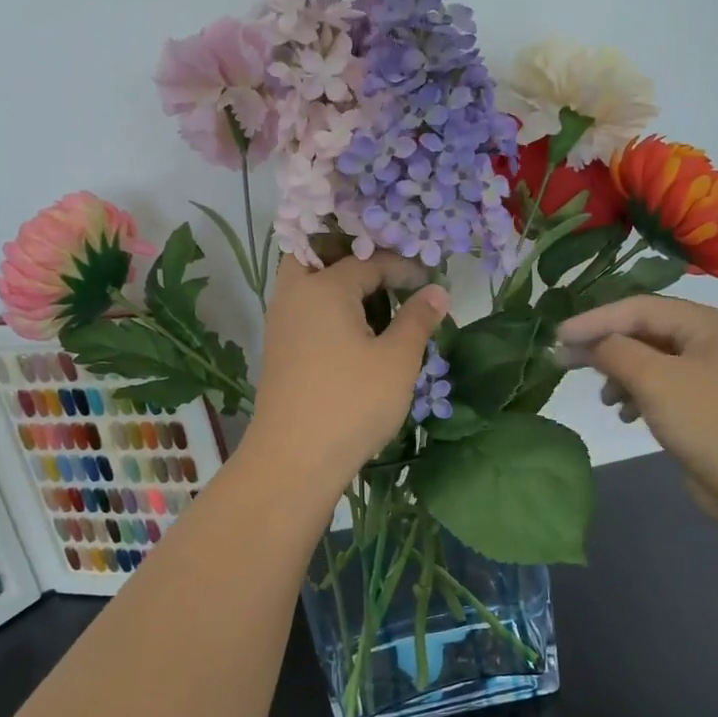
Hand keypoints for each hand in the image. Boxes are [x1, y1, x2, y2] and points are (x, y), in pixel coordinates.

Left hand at [247, 253, 450, 486]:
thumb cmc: (351, 403)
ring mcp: (281, 323)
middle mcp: (295, 295)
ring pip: (309, 283)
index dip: (404, 268)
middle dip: (355, 258)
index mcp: (323, 287)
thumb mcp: (397, 360)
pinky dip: (329, 307)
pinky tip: (357, 330)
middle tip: (388, 272)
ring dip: (340, 282)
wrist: (295, 460)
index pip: (369, 261)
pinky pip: (305, 309)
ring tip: (378, 299)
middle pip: (318, 256)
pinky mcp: (280, 350)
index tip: (431, 283)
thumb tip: (437, 291)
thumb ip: (418, 319)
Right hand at [557, 295, 717, 524]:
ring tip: (604, 398)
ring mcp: (707, 374)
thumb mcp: (655, 379)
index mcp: (705, 323)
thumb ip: (614, 352)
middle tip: (564, 362)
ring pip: (648, 360)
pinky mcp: (702, 405)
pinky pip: (658, 387)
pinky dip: (636, 395)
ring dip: (619, 374)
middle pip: (642, 331)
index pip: (637, 308)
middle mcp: (708, 341)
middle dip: (604, 347)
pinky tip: (624, 414)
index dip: (594, 320)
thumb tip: (585, 343)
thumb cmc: (710, 422)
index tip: (556, 337)